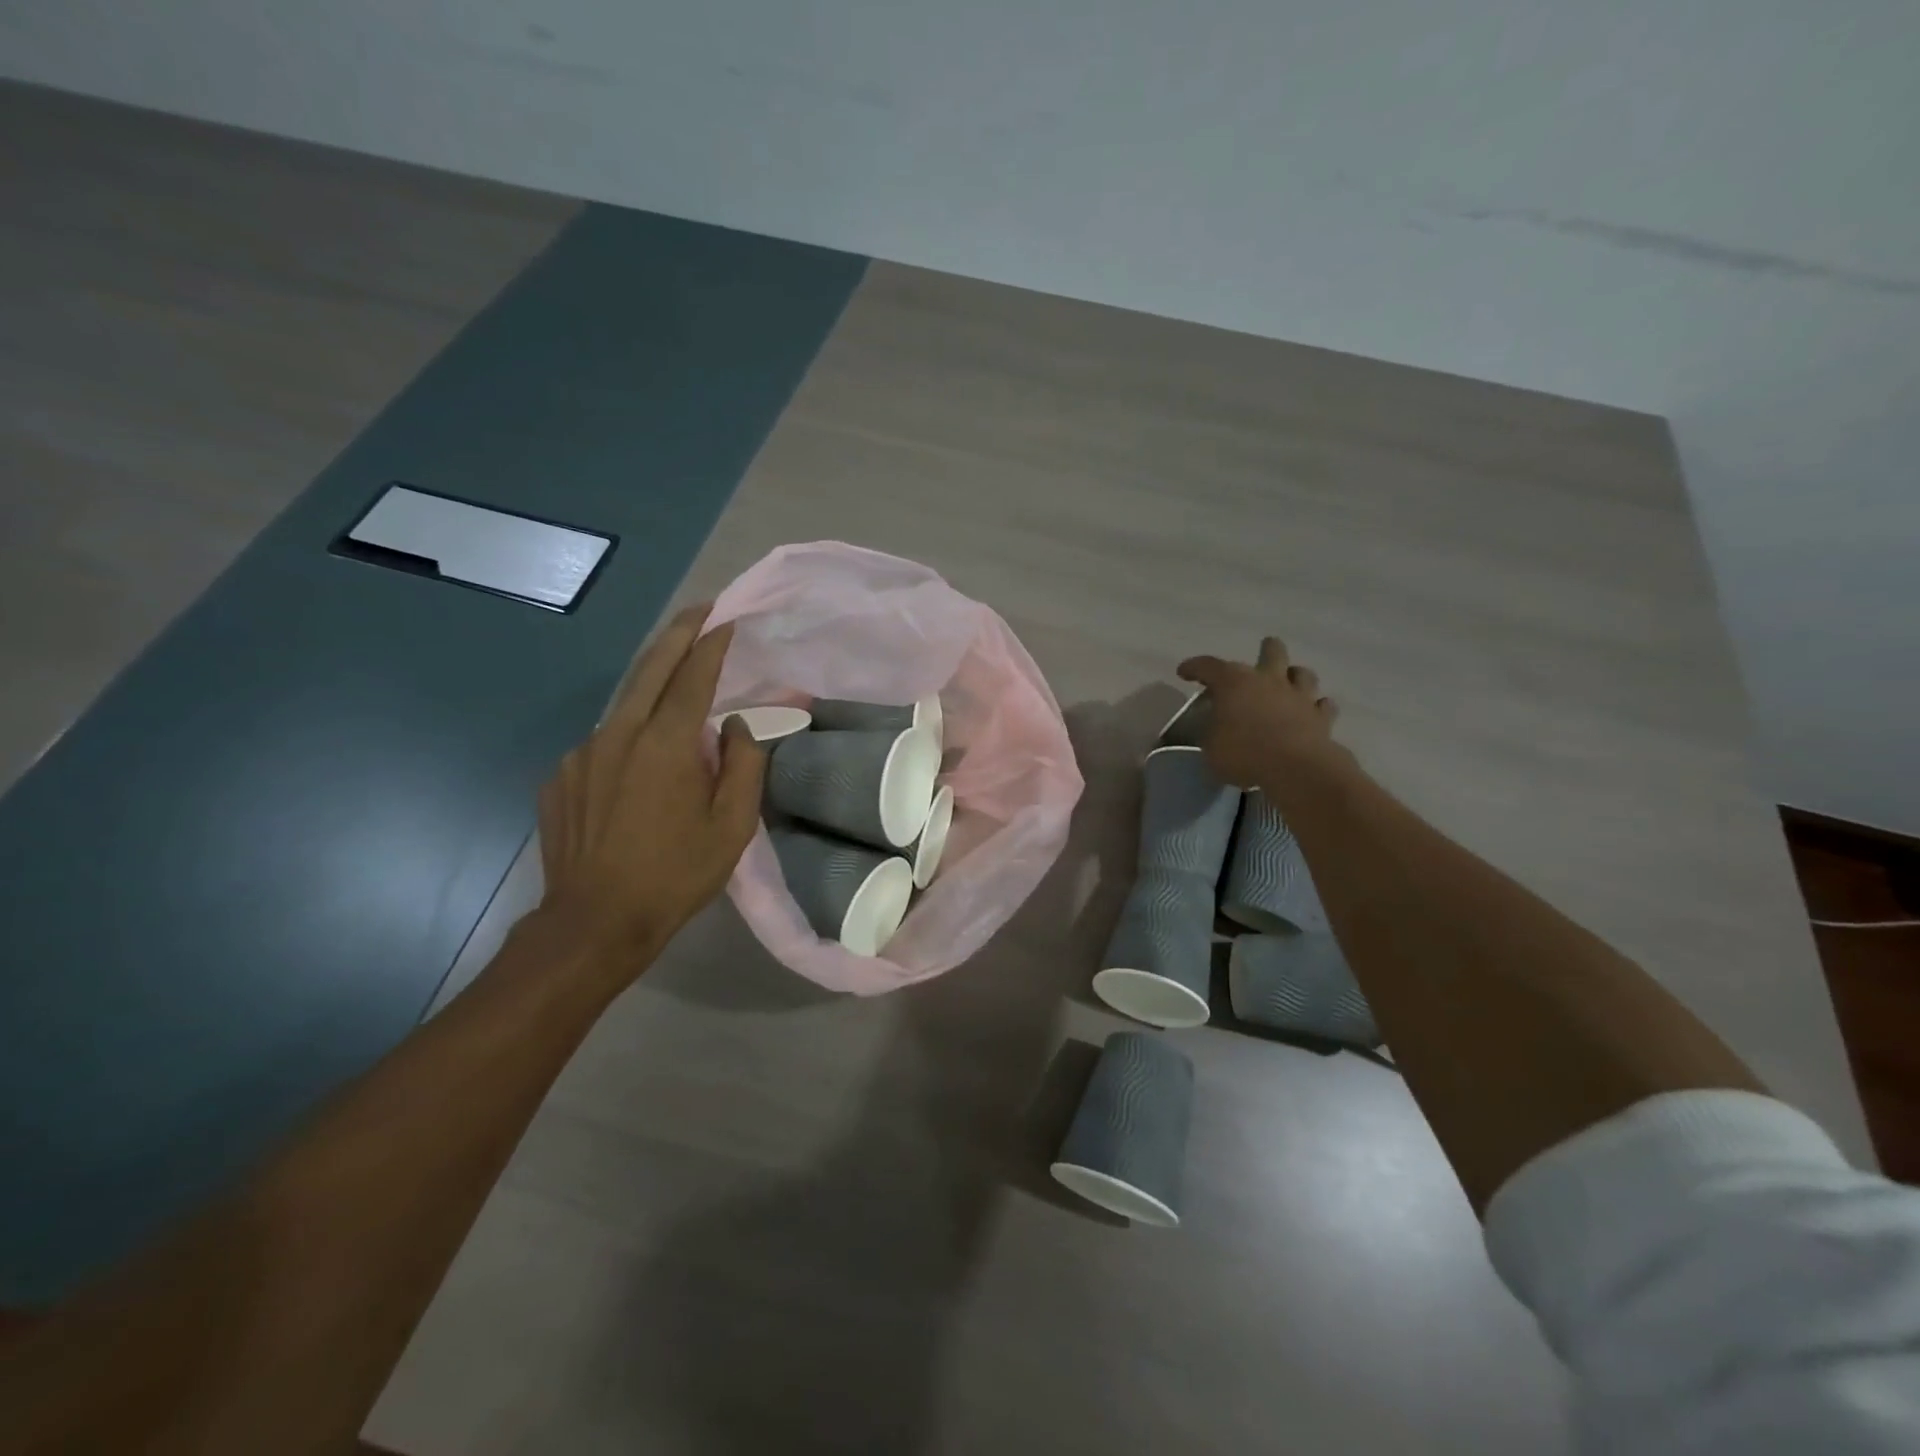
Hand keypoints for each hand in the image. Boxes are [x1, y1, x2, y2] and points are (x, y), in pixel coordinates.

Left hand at [534, 605, 765, 975]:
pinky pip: (604, 741)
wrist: (594, 922)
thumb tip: (733, 727)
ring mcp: (582, 753)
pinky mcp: (561, 776)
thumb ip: (742, 766)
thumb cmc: (676, 874)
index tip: (726, 618)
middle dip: (677, 634)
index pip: (692, 676)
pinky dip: (628, 736)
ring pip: (625, 705)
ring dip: (653, 685)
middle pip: (650, 668)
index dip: (712, 644)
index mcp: (665, 744)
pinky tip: (640, 765)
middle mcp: (619, 735)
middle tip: (699, 611)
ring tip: (676, 683)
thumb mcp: (732, 827)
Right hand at [1176, 637, 1343, 788]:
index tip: (1183, 672)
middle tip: (1262, 652)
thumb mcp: (1210, 747)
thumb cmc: (1243, 753)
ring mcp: (1298, 697)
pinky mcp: (1321, 718)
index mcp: (1234, 683)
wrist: (1295, 767)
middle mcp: (1268, 681)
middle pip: (1272, 652)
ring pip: (1302, 673)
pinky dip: (1316, 707)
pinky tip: (1312, 711)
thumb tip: (1216, 730)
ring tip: (1289, 682)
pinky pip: (1322, 706)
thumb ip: (1212, 733)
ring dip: (1294, 676)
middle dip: (1266, 650)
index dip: (1193, 667)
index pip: (1208, 666)